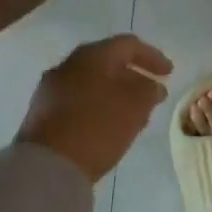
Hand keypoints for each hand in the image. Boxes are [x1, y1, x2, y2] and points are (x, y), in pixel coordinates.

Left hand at [16, 34, 173, 182]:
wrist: (45, 166)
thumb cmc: (98, 126)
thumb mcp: (136, 106)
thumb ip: (150, 90)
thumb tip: (152, 85)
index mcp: (93, 55)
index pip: (129, 45)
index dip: (153, 57)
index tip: (169, 74)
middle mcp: (68, 64)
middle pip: (107, 62)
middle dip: (132, 76)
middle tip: (150, 92)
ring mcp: (51, 88)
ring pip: (91, 82)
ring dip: (114, 93)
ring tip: (132, 113)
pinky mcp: (41, 113)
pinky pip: (77, 100)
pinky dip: (97, 106)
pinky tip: (106, 125)